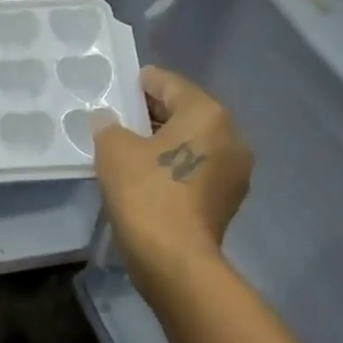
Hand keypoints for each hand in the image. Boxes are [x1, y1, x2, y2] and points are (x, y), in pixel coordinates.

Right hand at [93, 67, 251, 293]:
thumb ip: (108, 127)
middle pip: (186, 114)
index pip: (171, 84)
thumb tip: (108, 121)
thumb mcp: (113, 151)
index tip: (123, 87)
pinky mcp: (227, 201)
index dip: (143, 83)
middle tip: (119, 121)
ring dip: (165, 144)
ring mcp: (234, 172)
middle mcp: (231, 136)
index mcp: (207, 114)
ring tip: (130, 153)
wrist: (174, 259)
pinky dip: (175, 168)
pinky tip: (149, 180)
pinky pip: (197, 171)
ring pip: (193, 145)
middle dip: (153, 115)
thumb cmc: (145, 194)